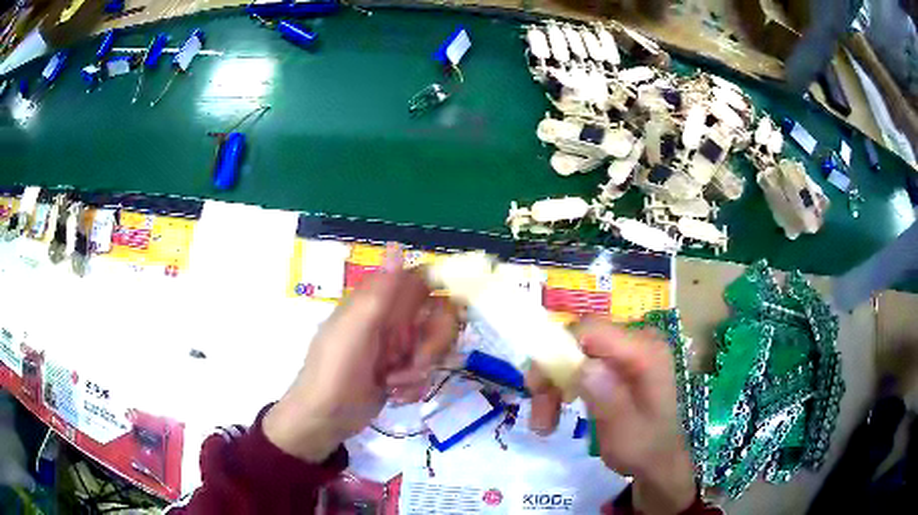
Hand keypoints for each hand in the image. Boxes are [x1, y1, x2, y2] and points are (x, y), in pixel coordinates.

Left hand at [264, 248, 459, 461]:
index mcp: (379, 303)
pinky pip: (427, 374)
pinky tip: (394, 395)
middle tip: (416, 362)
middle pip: (439, 317)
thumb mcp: (355, 330)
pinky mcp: (402, 374)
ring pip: (436, 349)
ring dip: (422, 370)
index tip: (450, 312)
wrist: (324, 419)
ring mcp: (398, 350)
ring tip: (394, 384)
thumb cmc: (334, 371)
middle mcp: (392, 322)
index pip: (422, 282)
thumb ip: (379, 292)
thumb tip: (397, 245)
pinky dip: (414, 387)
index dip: (443, 290)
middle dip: (434, 344)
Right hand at [526, 318, 695, 514]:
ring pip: (576, 352)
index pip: (592, 330)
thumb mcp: (623, 430)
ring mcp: (630, 349)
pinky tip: (560, 408)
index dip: (558, 351)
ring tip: (544, 424)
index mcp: (646, 351)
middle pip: (580, 341)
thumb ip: (606, 396)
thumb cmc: (643, 448)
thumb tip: (580, 365)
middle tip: (538, 416)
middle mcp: (639, 340)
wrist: (658, 461)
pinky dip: (566, 384)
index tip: (536, 388)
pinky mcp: (621, 361)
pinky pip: (583, 362)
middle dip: (553, 374)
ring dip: (555, 384)